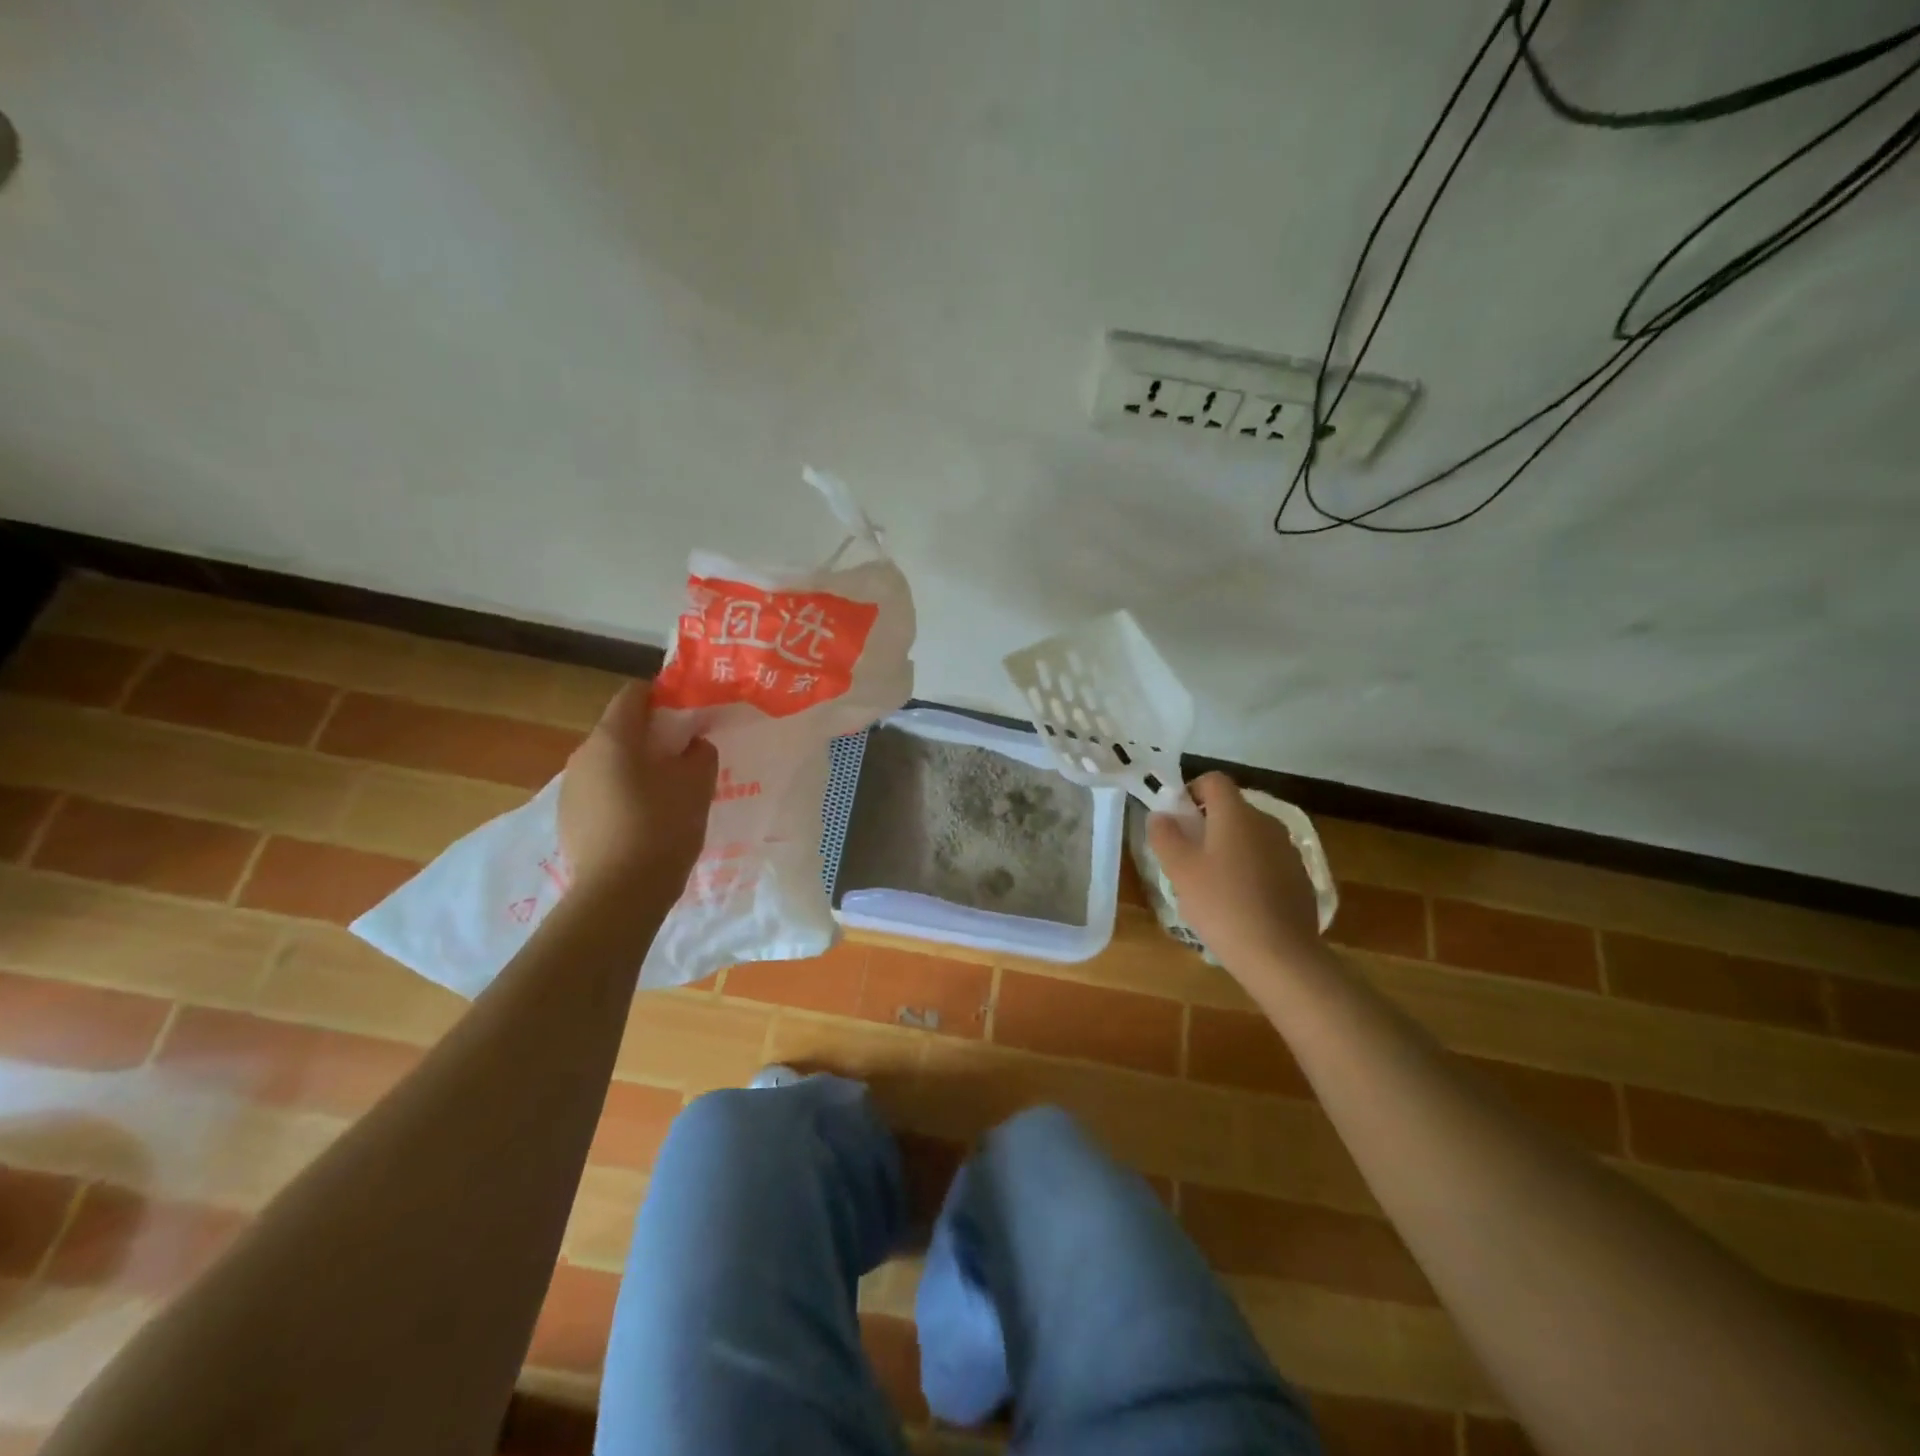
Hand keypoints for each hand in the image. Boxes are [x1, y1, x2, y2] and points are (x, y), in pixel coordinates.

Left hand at [559, 681, 717, 893]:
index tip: (687, 715)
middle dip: (651, 738)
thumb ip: (700, 753)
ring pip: (609, 765)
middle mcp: (583, 755)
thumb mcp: (698, 783)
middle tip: (684, 758)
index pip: (633, 694)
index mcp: (613, 737)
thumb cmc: (662, 826)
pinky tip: (643, 823)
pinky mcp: (568, 820)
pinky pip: (600, 794)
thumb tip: (692, 746)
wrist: (620, 893)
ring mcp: (570, 789)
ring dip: (635, 770)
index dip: (662, 696)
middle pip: (620, 731)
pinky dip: (621, 797)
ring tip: (666, 795)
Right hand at [1147, 772, 1321, 976]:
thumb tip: (1160, 815)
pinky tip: (1240, 903)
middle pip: (1233, 808)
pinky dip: (1251, 871)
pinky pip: (1268, 861)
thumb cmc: (1222, 904)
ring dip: (1230, 848)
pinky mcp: (1300, 878)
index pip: (1214, 781)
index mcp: (1237, 814)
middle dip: (1208, 824)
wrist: (1280, 955)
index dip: (1192, 792)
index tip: (1178, 821)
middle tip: (1188, 857)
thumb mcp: (1180, 870)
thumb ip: (1165, 835)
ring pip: (1251, 836)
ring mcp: (1288, 850)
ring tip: (1213, 884)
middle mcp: (1267, 823)